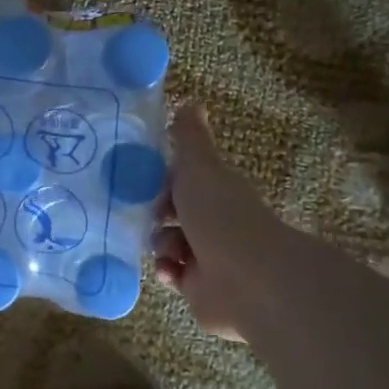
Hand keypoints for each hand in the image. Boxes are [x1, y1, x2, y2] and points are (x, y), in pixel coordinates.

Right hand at [154, 105, 283, 340]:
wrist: (248, 279)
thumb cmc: (220, 216)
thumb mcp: (199, 168)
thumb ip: (189, 139)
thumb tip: (189, 101)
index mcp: (215, 190)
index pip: (182, 179)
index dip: (160, 178)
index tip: (140, 179)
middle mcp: (213, 220)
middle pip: (172, 211)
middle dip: (154, 213)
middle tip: (143, 215)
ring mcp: (208, 255)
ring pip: (169, 242)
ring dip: (160, 243)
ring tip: (165, 248)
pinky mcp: (200, 287)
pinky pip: (172, 274)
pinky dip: (167, 270)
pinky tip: (169, 270)